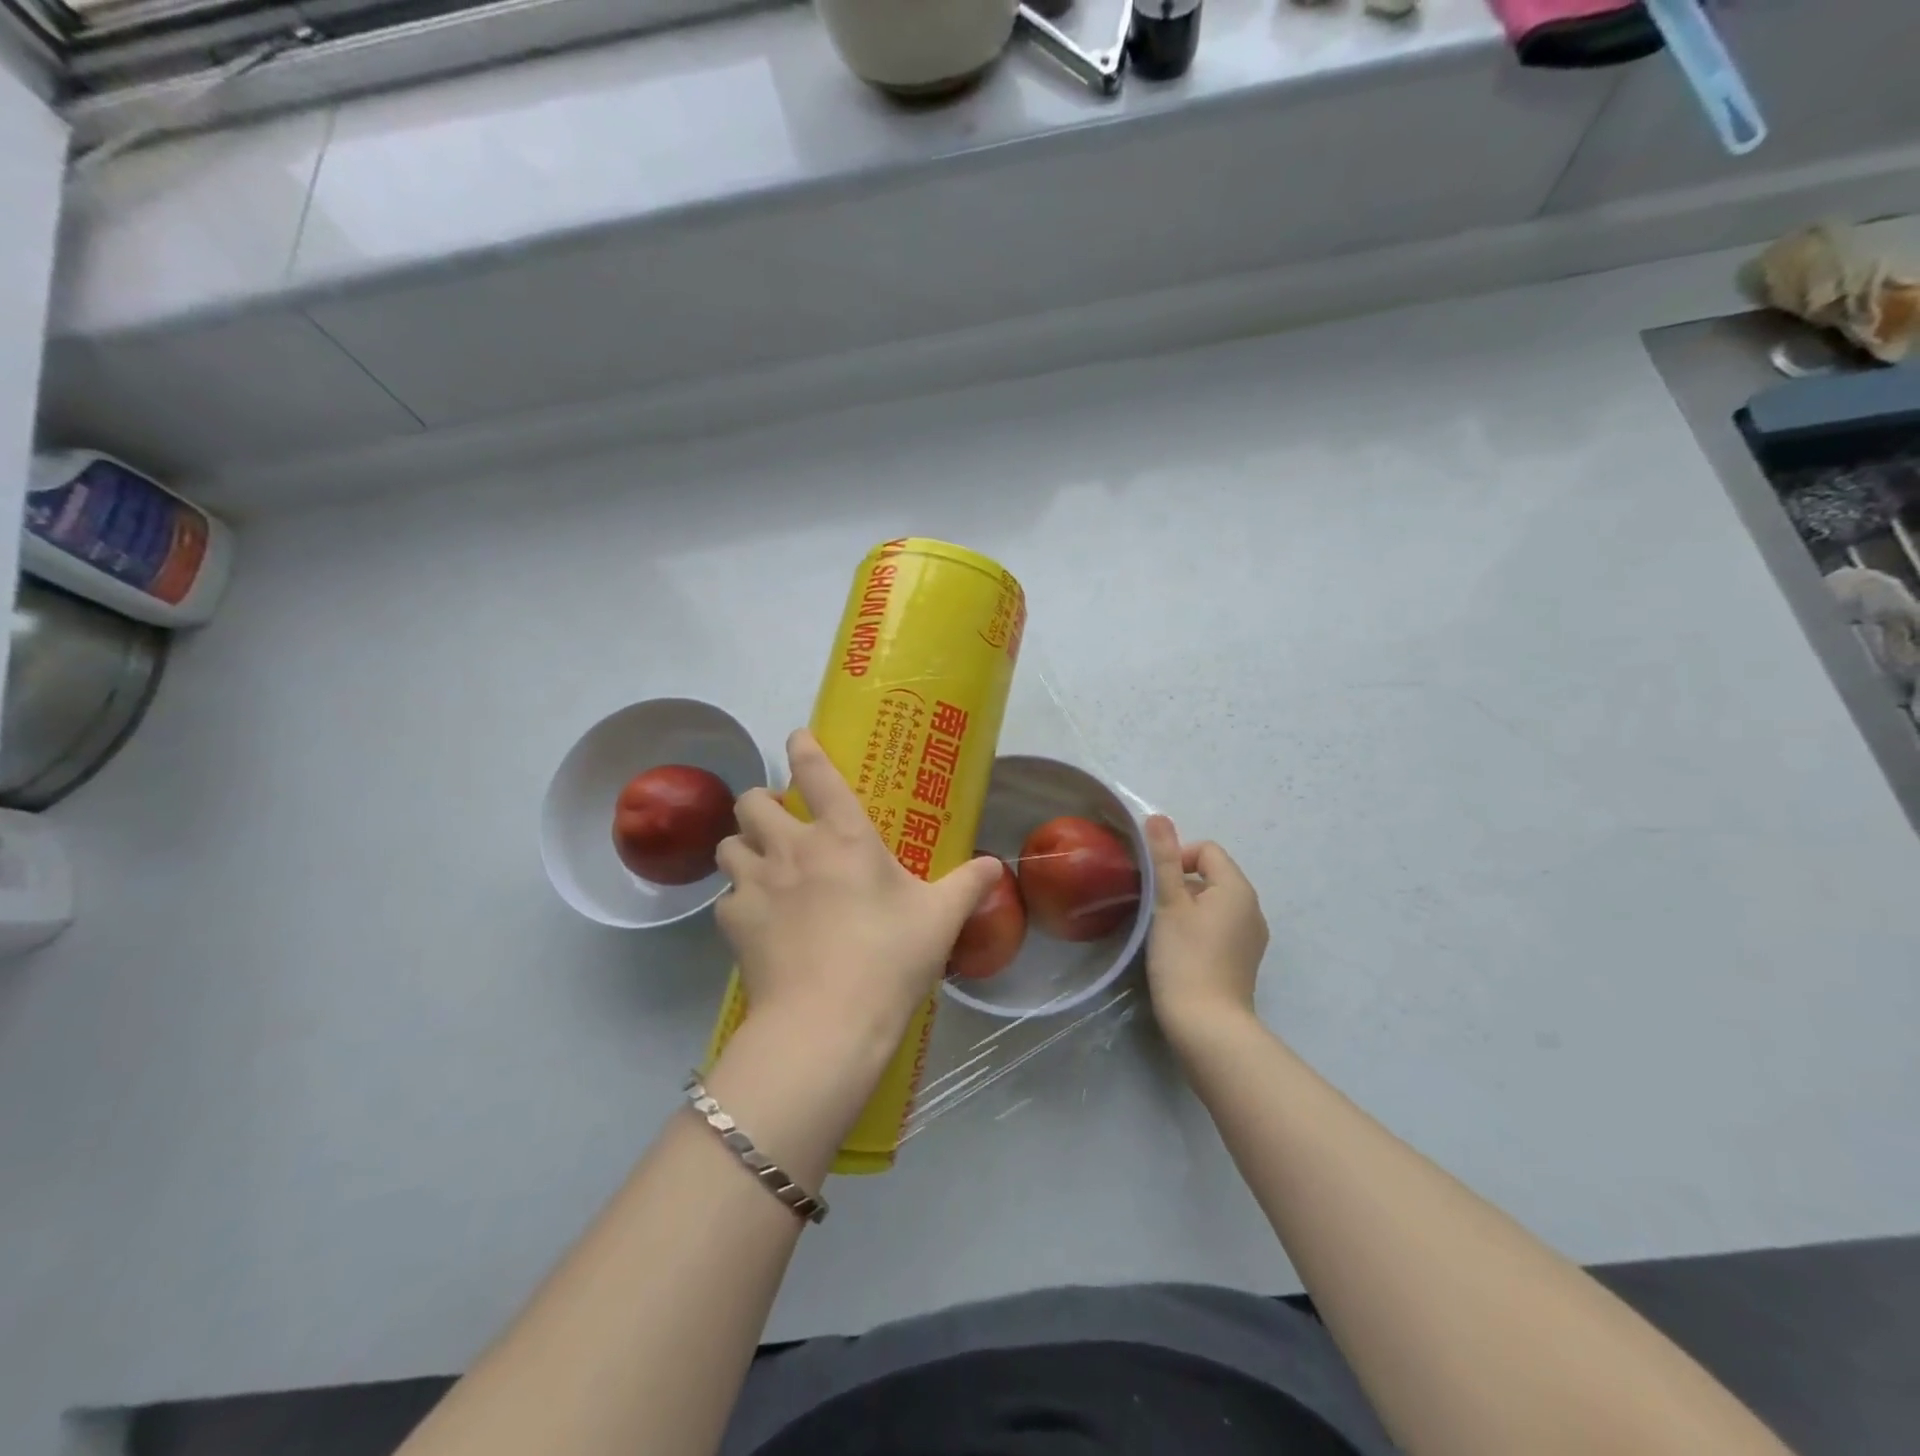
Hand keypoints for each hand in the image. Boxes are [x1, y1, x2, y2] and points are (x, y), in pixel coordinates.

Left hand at [715, 730, 1003, 1056]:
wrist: (827, 1024)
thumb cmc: (890, 959)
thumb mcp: (939, 919)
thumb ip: (967, 885)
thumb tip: (995, 866)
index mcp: (844, 835)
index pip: (816, 772)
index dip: (803, 747)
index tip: (798, 737)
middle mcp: (792, 847)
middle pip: (752, 801)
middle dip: (761, 802)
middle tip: (782, 821)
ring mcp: (756, 882)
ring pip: (728, 842)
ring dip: (743, 845)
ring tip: (762, 864)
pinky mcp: (733, 921)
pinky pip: (726, 896)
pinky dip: (739, 899)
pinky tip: (758, 918)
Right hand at [1142, 815, 1268, 1051]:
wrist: (1207, 1026)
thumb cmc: (1185, 958)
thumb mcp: (1168, 904)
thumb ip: (1164, 859)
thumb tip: (1158, 817)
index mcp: (1237, 889)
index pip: (1207, 850)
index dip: (1178, 858)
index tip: (1156, 885)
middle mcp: (1252, 908)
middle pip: (1212, 875)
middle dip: (1181, 883)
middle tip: (1154, 908)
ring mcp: (1251, 937)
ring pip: (1214, 902)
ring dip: (1188, 907)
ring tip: (1164, 930)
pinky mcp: (1244, 960)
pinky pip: (1220, 927)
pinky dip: (1199, 928)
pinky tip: (1181, 951)